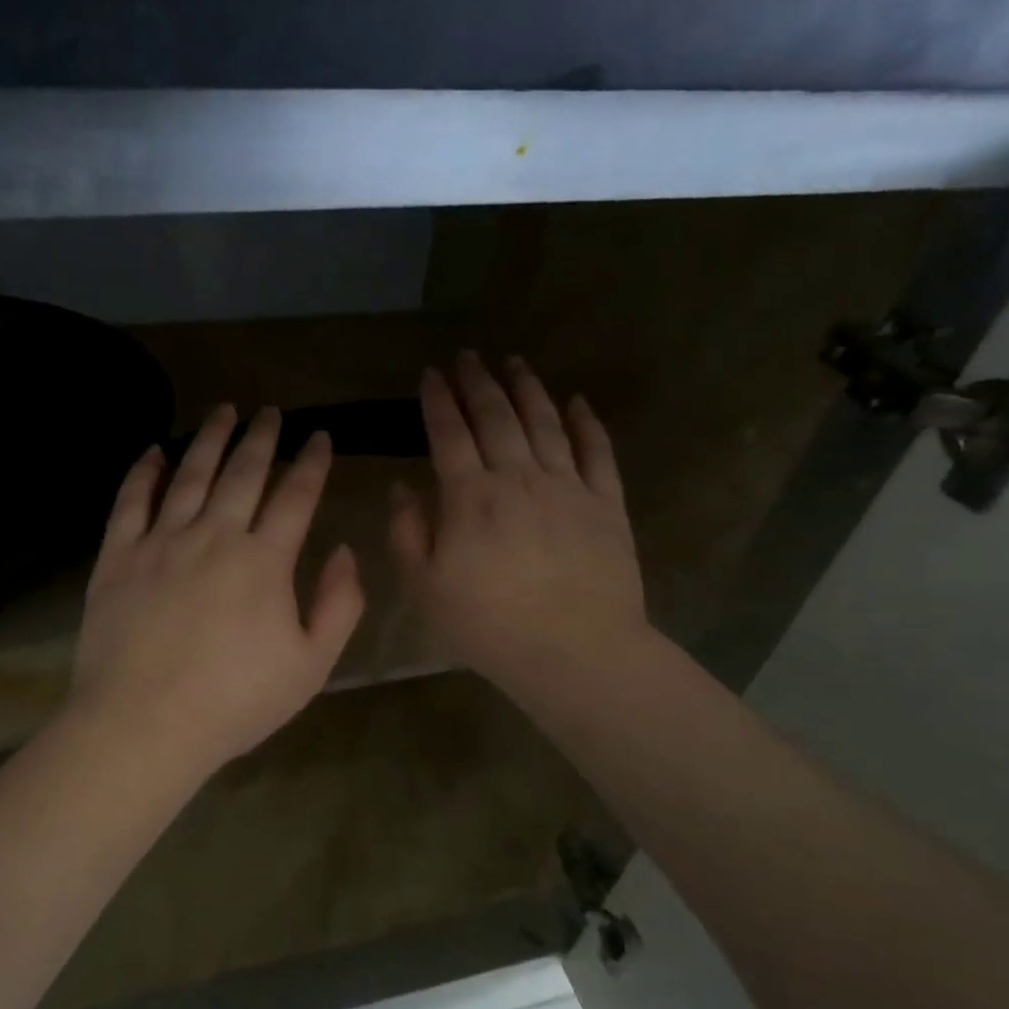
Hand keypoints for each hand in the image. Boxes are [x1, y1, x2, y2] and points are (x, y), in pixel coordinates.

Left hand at [71, 404, 365, 778]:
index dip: (312, 463)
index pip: (296, 496)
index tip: (321, 437)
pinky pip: (131, 500)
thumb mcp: (311, 666)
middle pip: (243, 473)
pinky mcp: (118, 556)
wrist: (144, 724)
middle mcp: (214, 535)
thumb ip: (339, 605)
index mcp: (264, 560)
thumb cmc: (235, 702)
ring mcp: (162, 541)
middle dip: (262, 437)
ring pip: (190, 474)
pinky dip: (144, 471)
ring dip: (210, 439)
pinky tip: (154, 450)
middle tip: (271, 411)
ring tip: (223, 411)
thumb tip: (344, 551)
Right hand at [390, 353, 645, 696]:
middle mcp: (519, 477)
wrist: (575, 651)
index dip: (438, 402)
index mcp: (471, 497)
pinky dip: (586, 422)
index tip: (430, 376)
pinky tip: (577, 401)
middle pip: (497, 417)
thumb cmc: (490, 625)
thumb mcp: (426, 588)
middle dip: (478, 382)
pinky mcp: (606, 503)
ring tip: (514, 362)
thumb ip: (408, 533)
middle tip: (467, 357)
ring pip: (545, 422)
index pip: (449, 435)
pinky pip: (597, 450)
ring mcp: (568, 486)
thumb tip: (402, 489)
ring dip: (527, 388)